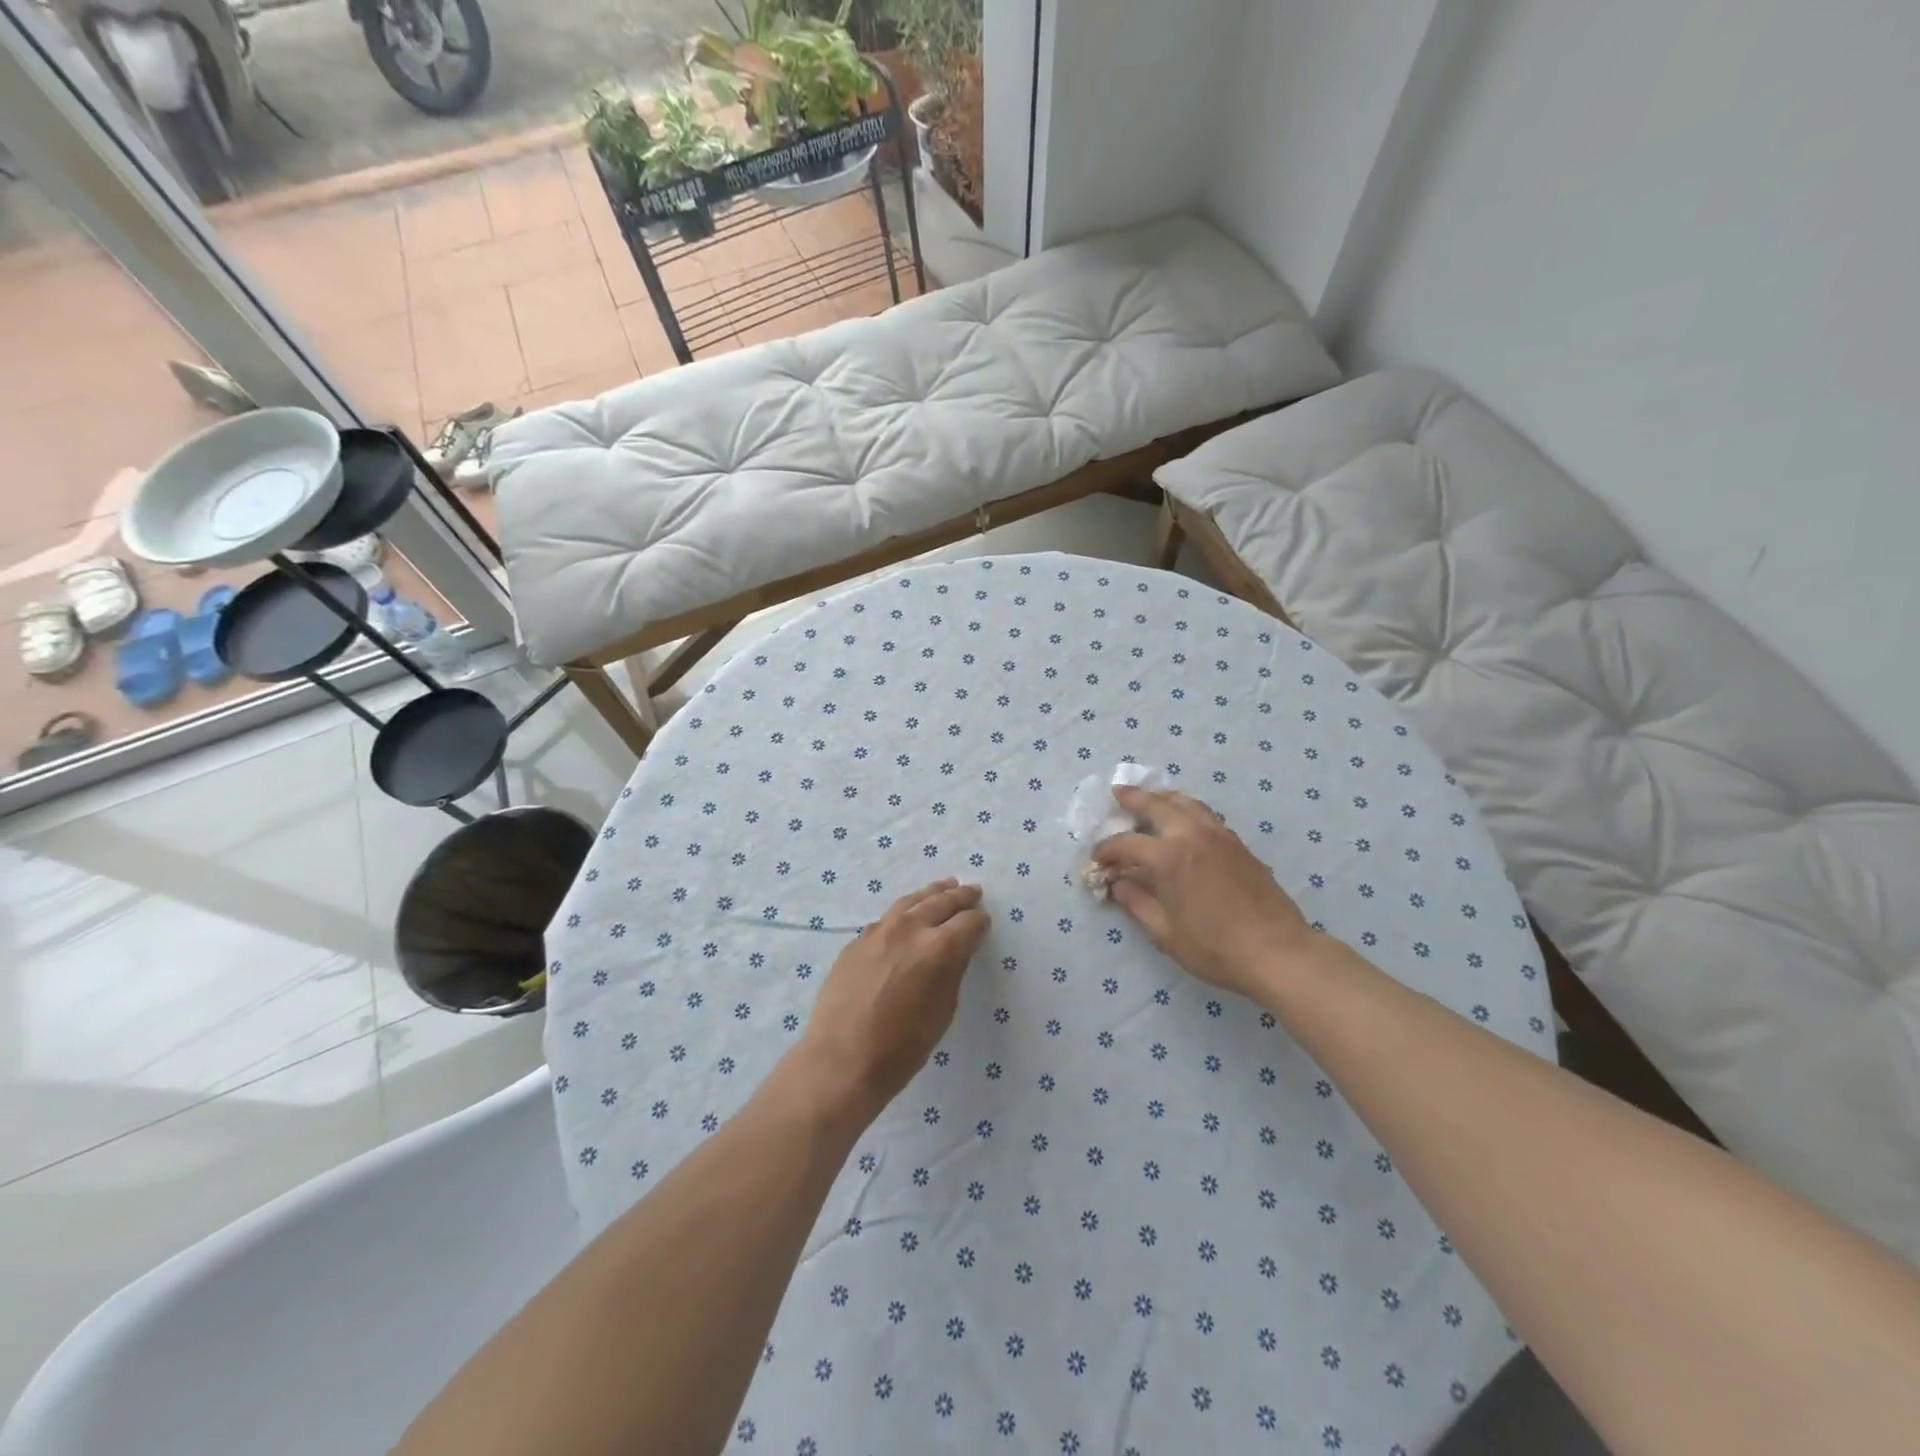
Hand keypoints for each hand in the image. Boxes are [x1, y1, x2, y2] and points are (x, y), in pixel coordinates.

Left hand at [795, 879, 989, 1117]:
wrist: (841, 1060)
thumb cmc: (902, 1047)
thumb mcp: (943, 1011)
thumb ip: (953, 971)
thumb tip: (959, 948)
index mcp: (938, 948)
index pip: (968, 922)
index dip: (979, 922)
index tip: (984, 922)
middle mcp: (909, 929)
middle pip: (940, 902)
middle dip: (960, 896)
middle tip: (972, 890)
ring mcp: (878, 931)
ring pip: (910, 901)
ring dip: (931, 894)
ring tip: (944, 887)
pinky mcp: (857, 941)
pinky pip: (886, 918)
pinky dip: (904, 912)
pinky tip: (907, 916)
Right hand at [1092, 787, 1313, 1002]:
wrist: (1278, 951)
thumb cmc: (1215, 948)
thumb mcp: (1165, 932)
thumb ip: (1136, 902)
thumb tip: (1116, 884)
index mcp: (1168, 857)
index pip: (1126, 843)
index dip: (1106, 850)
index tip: (1097, 860)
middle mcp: (1191, 835)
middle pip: (1157, 805)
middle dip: (1133, 798)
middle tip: (1117, 793)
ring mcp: (1219, 835)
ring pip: (1186, 802)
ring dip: (1163, 797)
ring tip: (1150, 797)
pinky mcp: (1237, 843)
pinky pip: (1205, 814)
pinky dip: (1187, 808)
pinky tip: (1183, 819)